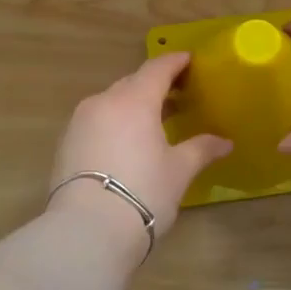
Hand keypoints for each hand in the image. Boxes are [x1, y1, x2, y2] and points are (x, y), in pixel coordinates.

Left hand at [48, 54, 231, 253]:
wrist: (87, 230)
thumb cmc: (142, 192)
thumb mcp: (179, 171)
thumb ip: (201, 149)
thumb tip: (225, 142)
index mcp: (134, 100)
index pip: (157, 69)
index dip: (175, 62)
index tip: (189, 60)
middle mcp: (104, 102)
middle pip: (132, 83)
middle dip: (154, 85)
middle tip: (177, 94)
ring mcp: (79, 121)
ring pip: (111, 102)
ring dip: (132, 104)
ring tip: (152, 121)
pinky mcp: (65, 143)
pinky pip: (96, 121)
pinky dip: (114, 122)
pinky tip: (126, 142)